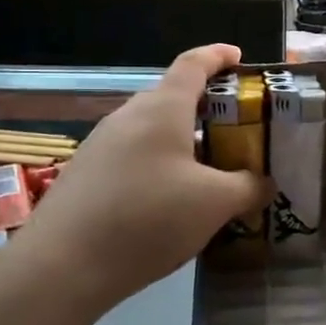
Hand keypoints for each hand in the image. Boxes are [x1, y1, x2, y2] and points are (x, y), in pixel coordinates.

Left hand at [15, 44, 273, 313]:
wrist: (60, 268)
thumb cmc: (148, 219)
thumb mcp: (215, 204)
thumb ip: (248, 187)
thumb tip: (265, 183)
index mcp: (162, 109)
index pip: (193, 64)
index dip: (218, 56)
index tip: (239, 57)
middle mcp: (128, 117)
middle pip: (173, 98)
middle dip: (208, 108)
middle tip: (238, 130)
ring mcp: (101, 146)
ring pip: (152, 131)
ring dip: (184, 141)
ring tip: (211, 171)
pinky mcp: (85, 175)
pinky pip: (134, 156)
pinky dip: (161, 165)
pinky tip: (172, 201)